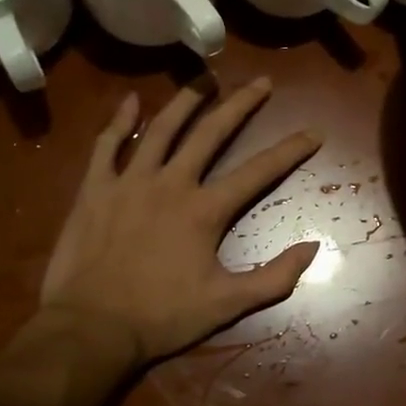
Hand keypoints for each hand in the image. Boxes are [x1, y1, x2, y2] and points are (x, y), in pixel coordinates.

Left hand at [36, 78, 323, 364]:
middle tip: (261, 82)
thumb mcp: (228, 304)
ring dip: (187, 100)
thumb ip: (275, 277)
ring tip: (206, 77)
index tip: (314, 133)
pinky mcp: (95, 189)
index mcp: (205, 210)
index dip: (290, 150)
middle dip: (241, 105)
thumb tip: (313, 248)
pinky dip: (120, 120)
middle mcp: (172, 183)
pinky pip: (108, 145)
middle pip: (211, 133)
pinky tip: (131, 100)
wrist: (91, 328)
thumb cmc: (162, 317)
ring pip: (162, 128)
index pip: (258, 171)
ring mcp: (130, 181)